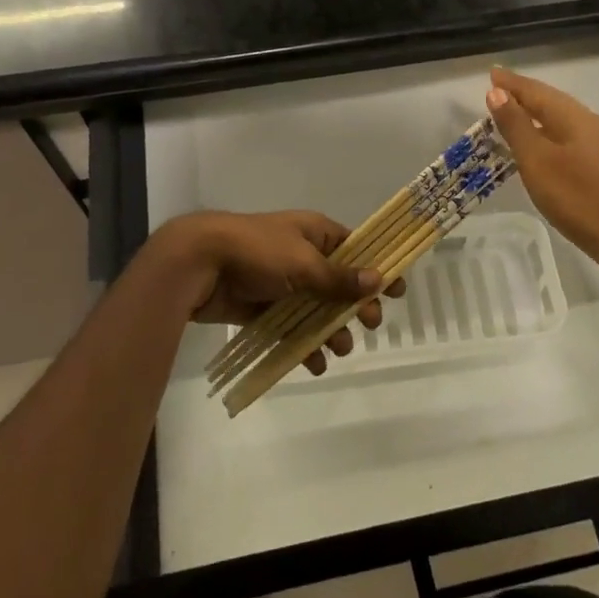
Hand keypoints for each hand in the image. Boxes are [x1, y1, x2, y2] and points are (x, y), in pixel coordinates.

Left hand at [164, 211, 405, 375]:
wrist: (201, 264)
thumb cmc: (258, 251)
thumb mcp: (304, 262)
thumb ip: (339, 277)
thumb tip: (378, 279)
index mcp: (315, 233)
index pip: (355, 248)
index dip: (376, 268)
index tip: (397, 291)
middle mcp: (302, 256)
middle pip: (339, 283)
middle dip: (354, 306)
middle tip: (370, 324)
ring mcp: (282, 283)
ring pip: (316, 310)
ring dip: (330, 331)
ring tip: (338, 350)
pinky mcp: (263, 307)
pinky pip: (291, 328)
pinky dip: (303, 346)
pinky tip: (313, 364)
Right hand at [485, 68, 598, 264]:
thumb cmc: (574, 196)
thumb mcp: (536, 159)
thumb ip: (516, 125)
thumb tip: (497, 93)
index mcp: (574, 117)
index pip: (537, 91)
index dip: (512, 83)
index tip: (491, 73)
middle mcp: (588, 123)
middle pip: (550, 101)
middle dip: (522, 94)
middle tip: (495, 90)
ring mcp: (596, 144)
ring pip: (558, 119)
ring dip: (532, 113)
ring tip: (508, 112)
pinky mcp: (597, 163)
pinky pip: (564, 135)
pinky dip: (543, 131)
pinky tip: (534, 142)